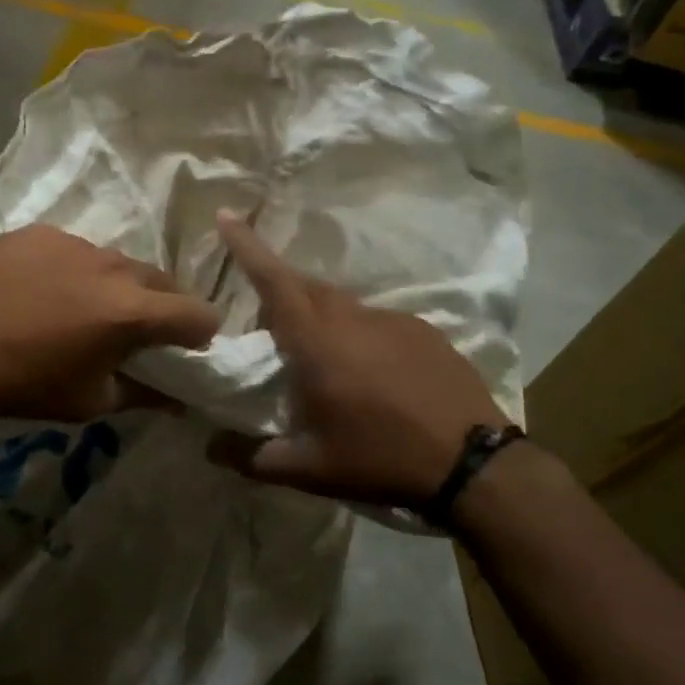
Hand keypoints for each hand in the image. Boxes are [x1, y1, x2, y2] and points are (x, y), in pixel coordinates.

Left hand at [0, 224, 221, 421]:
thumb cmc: (24, 385)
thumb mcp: (90, 401)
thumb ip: (143, 395)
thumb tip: (178, 400)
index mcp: (131, 312)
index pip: (196, 313)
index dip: (200, 332)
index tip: (186, 346)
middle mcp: (111, 267)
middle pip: (159, 281)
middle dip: (160, 306)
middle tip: (136, 331)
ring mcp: (73, 242)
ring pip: (115, 262)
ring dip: (113, 285)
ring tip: (81, 309)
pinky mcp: (39, 232)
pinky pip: (73, 249)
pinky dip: (72, 270)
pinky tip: (41, 291)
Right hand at [208, 210, 510, 504]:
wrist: (472, 464)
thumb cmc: (380, 460)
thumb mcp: (309, 469)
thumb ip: (253, 457)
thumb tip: (211, 449)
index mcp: (317, 342)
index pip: (274, 281)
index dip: (247, 246)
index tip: (226, 214)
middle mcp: (353, 319)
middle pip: (306, 288)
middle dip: (280, 289)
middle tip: (268, 321)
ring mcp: (393, 321)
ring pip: (343, 306)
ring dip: (321, 319)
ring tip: (321, 359)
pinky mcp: (425, 332)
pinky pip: (377, 322)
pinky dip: (359, 336)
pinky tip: (370, 373)